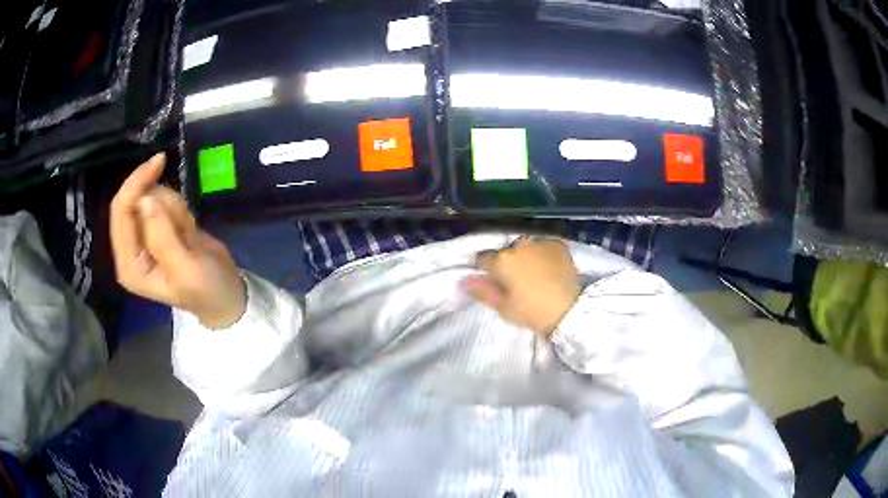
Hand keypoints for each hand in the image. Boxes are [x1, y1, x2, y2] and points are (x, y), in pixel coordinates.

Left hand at [110, 153, 245, 328]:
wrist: (226, 295)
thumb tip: (145, 198)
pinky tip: (188, 230)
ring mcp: (143, 237)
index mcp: (129, 265)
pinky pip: (162, 199)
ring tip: (188, 235)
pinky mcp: (157, 227)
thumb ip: (163, 238)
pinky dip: (178, 207)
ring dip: (173, 207)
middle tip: (183, 219)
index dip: (136, 185)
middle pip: (132, 200)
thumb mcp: (187, 270)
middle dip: (160, 201)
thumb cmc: (206, 290)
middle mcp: (130, 249)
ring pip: (150, 196)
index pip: (121, 213)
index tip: (161, 162)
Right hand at [463, 238, 582, 335]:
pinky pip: (544, 246)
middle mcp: (519, 245)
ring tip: (532, 272)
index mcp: (502, 260)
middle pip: (506, 252)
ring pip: (525, 247)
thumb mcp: (504, 307)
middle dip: (506, 262)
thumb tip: (463, 281)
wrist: (572, 310)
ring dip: (525, 256)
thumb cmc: (533, 312)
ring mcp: (541, 243)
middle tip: (513, 280)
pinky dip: (542, 254)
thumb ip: (482, 291)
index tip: (489, 279)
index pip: (483, 258)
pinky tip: (547, 267)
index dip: (482, 268)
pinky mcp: (558, 245)